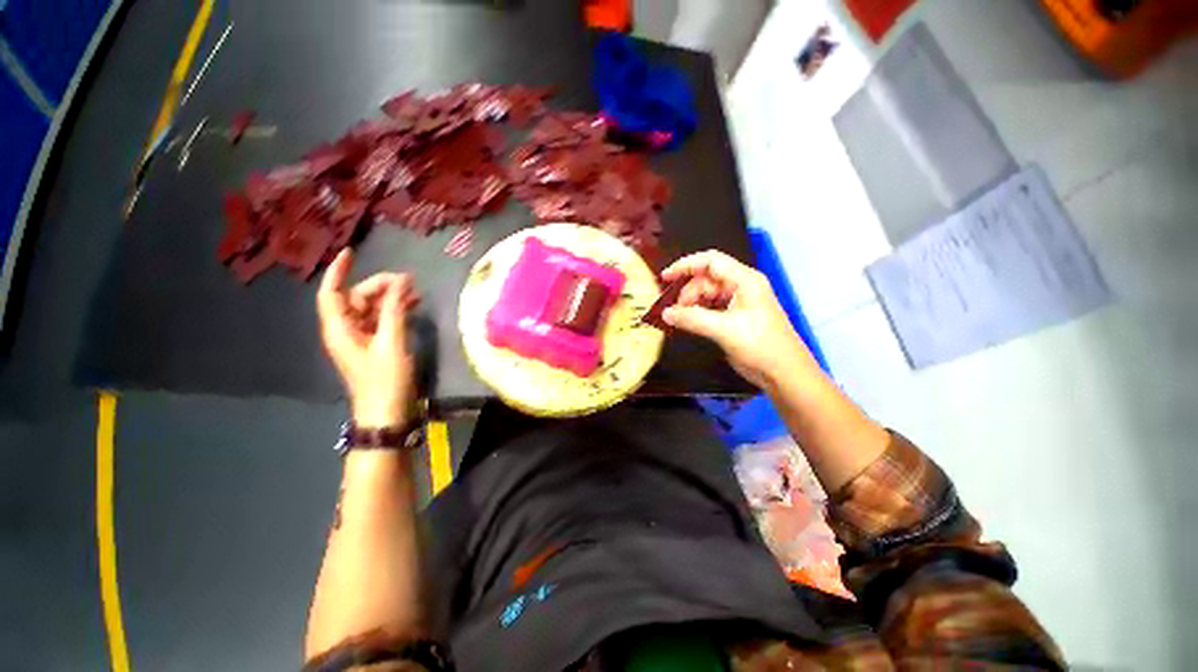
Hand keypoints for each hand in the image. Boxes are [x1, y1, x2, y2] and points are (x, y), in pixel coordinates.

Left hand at [317, 249, 420, 427]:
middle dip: (380, 285)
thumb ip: (395, 311)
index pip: (331, 293)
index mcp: (340, 329)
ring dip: (391, 298)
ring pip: (372, 309)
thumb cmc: (385, 380)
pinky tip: (413, 307)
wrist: (388, 413)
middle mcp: (347, 331)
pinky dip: (396, 311)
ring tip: (416, 291)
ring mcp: (362, 339)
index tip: (352, 252)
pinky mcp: (377, 347)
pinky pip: (383, 321)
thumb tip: (401, 283)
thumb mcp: (392, 343)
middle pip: (357, 298)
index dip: (338, 271)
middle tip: (408, 281)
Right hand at [661, 251, 816, 389]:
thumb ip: (693, 319)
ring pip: (706, 295)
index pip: (711, 262)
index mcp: (745, 280)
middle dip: (687, 293)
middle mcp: (741, 287)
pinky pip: (710, 309)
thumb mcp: (725, 330)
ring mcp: (738, 303)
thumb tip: (667, 314)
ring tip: (679, 319)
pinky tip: (688, 323)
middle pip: (706, 280)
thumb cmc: (762, 346)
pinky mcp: (734, 318)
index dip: (686, 266)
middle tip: (674, 312)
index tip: (666, 277)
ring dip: (691, 305)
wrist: (784, 373)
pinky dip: (697, 314)